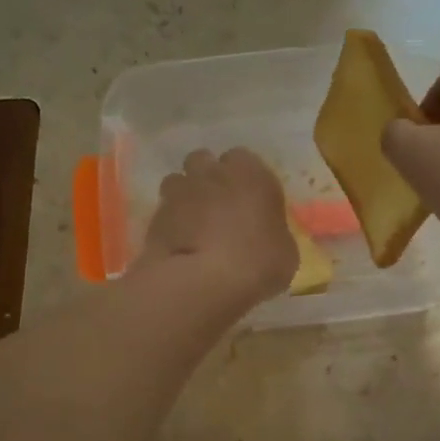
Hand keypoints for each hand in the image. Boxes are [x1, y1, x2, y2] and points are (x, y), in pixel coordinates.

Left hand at [137, 148, 297, 305]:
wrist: (205, 281)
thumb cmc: (259, 261)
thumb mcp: (285, 251)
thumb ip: (273, 232)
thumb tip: (266, 235)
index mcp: (251, 173)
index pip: (244, 159)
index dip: (244, 179)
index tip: (248, 200)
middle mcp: (212, 172)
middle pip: (205, 162)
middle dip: (209, 178)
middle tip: (219, 208)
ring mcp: (178, 191)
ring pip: (179, 182)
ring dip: (185, 197)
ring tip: (194, 225)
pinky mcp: (154, 216)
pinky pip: (164, 212)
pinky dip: (171, 224)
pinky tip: (179, 246)